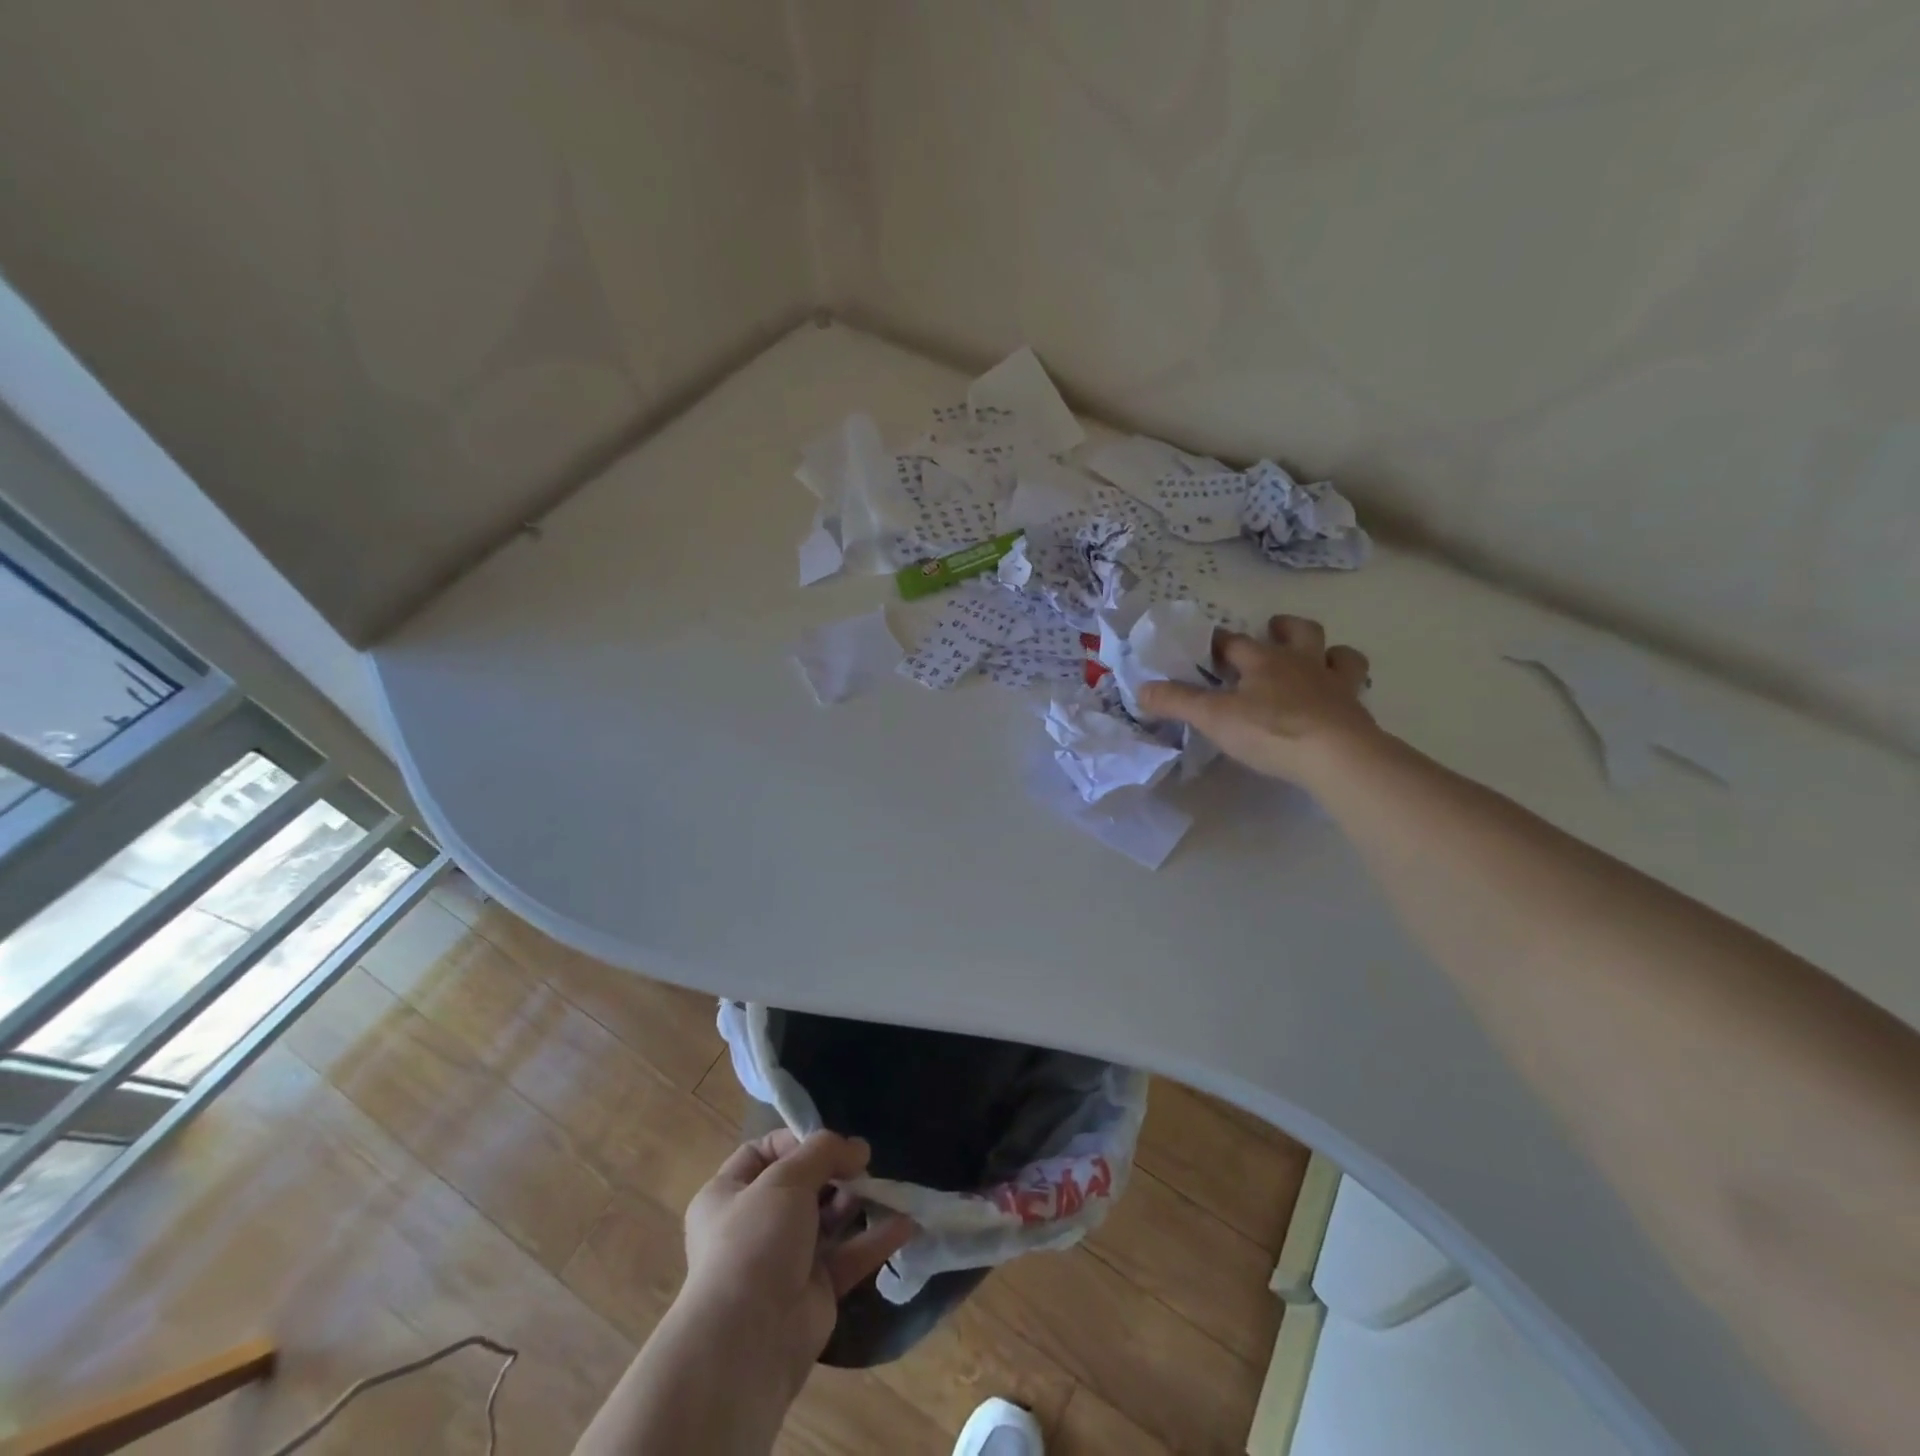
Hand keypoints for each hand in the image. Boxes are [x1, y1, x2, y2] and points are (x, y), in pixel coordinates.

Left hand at [678, 1129, 912, 1396]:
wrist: (748, 1341)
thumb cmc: (754, 1241)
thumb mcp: (785, 1179)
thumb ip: (823, 1151)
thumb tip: (858, 1148)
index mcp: (727, 1194)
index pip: (761, 1152)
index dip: (795, 1141)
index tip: (828, 1142)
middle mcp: (753, 1225)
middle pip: (801, 1185)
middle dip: (834, 1171)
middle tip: (863, 1163)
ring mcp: (784, 1259)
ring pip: (827, 1219)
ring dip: (856, 1200)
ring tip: (883, 1187)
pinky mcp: (814, 1290)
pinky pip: (848, 1255)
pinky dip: (875, 1239)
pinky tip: (905, 1223)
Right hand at [1138, 614, 1376, 786]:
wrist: (1337, 756)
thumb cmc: (1270, 730)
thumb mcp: (1213, 718)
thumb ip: (1177, 702)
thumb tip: (1141, 689)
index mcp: (1264, 661)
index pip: (1235, 642)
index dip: (1218, 642)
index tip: (1206, 645)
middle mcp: (1302, 664)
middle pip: (1299, 632)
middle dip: (1285, 628)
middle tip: (1274, 630)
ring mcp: (1335, 685)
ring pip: (1340, 655)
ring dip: (1329, 652)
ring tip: (1319, 659)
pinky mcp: (1356, 712)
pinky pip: (1356, 691)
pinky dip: (1347, 690)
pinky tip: (1339, 702)